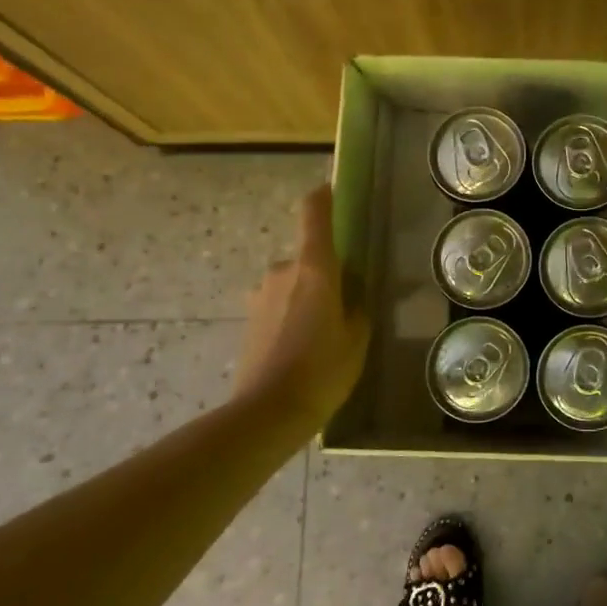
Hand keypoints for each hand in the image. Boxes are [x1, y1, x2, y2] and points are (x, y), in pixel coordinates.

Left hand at [235, 186, 370, 429]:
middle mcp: (283, 271)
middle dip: (326, 274)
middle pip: (308, 256)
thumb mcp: (358, 336)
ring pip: (293, 283)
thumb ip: (357, 304)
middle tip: (346, 306)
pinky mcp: (249, 318)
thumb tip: (353, 290)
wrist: (267, 412)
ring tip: (323, 336)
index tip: (334, 192)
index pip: (314, 212)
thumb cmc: (323, 369)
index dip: (324, 196)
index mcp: (315, 268)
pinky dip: (291, 316)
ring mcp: (260, 294)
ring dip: (307, 297)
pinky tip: (301, 350)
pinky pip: (278, 304)